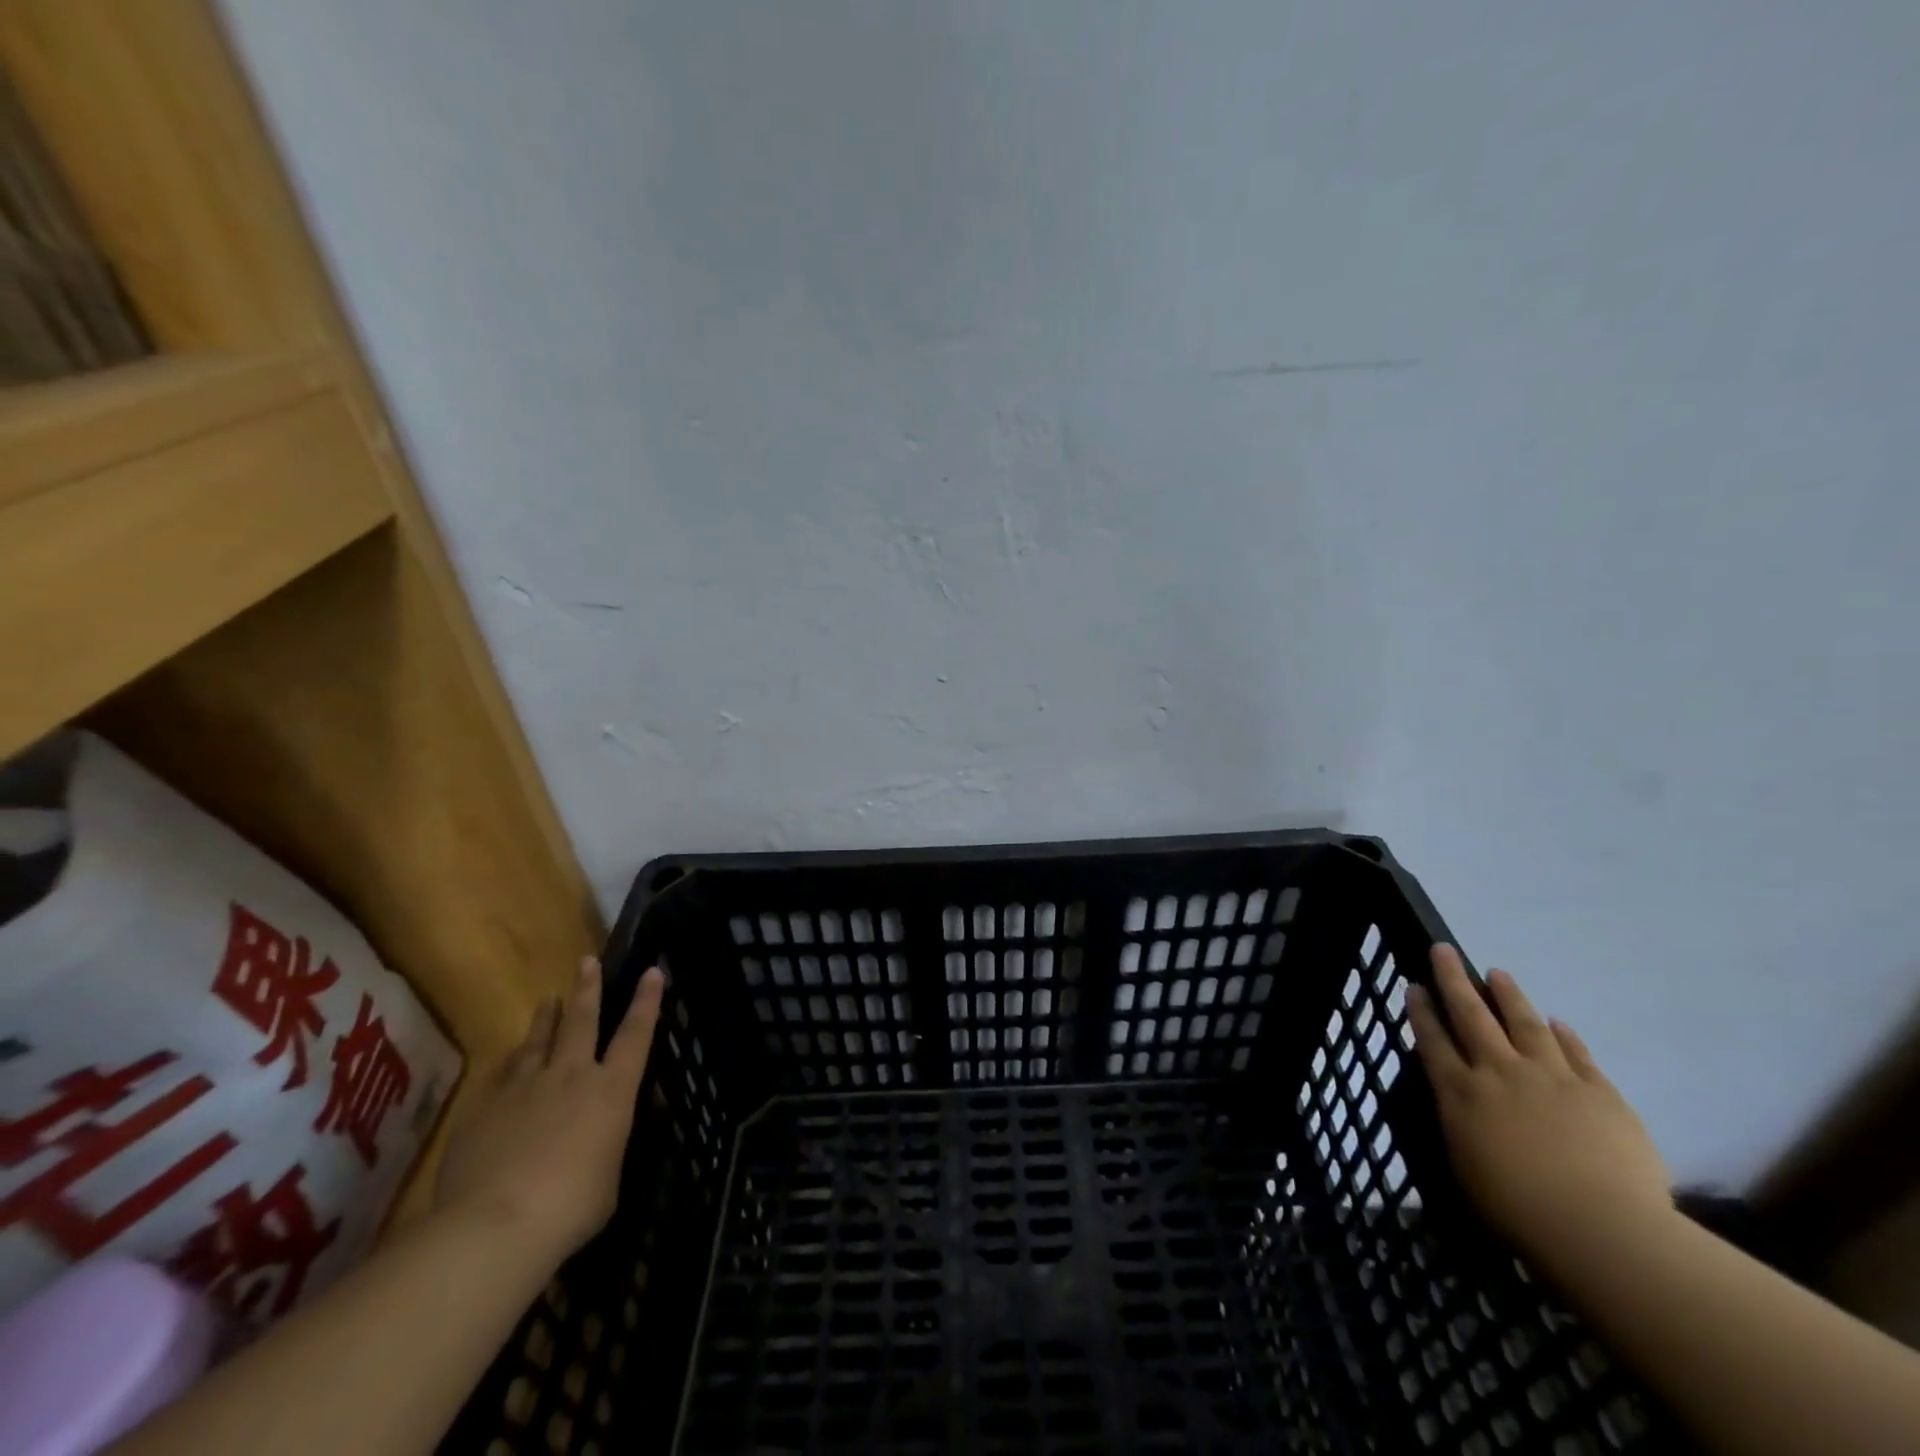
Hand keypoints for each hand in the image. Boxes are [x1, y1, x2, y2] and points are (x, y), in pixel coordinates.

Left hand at [434, 958, 664, 1268]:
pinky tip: (509, 1058)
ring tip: (550, 999)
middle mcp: (571, 1075)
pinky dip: (511, 1062)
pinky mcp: (485, 1107)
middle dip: (589, 989)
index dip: (646, 1001)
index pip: (636, 1034)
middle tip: (588, 962)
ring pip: (539, 1039)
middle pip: (582, 1021)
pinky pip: (502, 1074)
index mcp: (612, 1090)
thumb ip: (604, 1148)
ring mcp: (525, 1087)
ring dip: (547, 1018)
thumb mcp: (608, 1178)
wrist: (496, 1224)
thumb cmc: (572, 1206)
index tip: (652, 971)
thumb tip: (596, 1143)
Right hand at [1407, 945, 1671, 1273]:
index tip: (1414, 984)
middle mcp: (1499, 1072)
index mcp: (1461, 1093)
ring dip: (1509, 995)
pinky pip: (1576, 1053)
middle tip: (1444, 950)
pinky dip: (1564, 1035)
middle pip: (1471, 1015)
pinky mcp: (1599, 1092)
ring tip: (1498, 973)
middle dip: (1454, 980)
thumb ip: (1460, 1124)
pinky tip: (1558, 1022)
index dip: (1421, 1010)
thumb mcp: (1465, 1166)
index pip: (1433, 1040)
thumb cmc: (1517, 1210)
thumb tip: (1460, 1101)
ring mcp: (1552, 1077)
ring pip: (1524, 1023)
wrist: (1600, 1228)